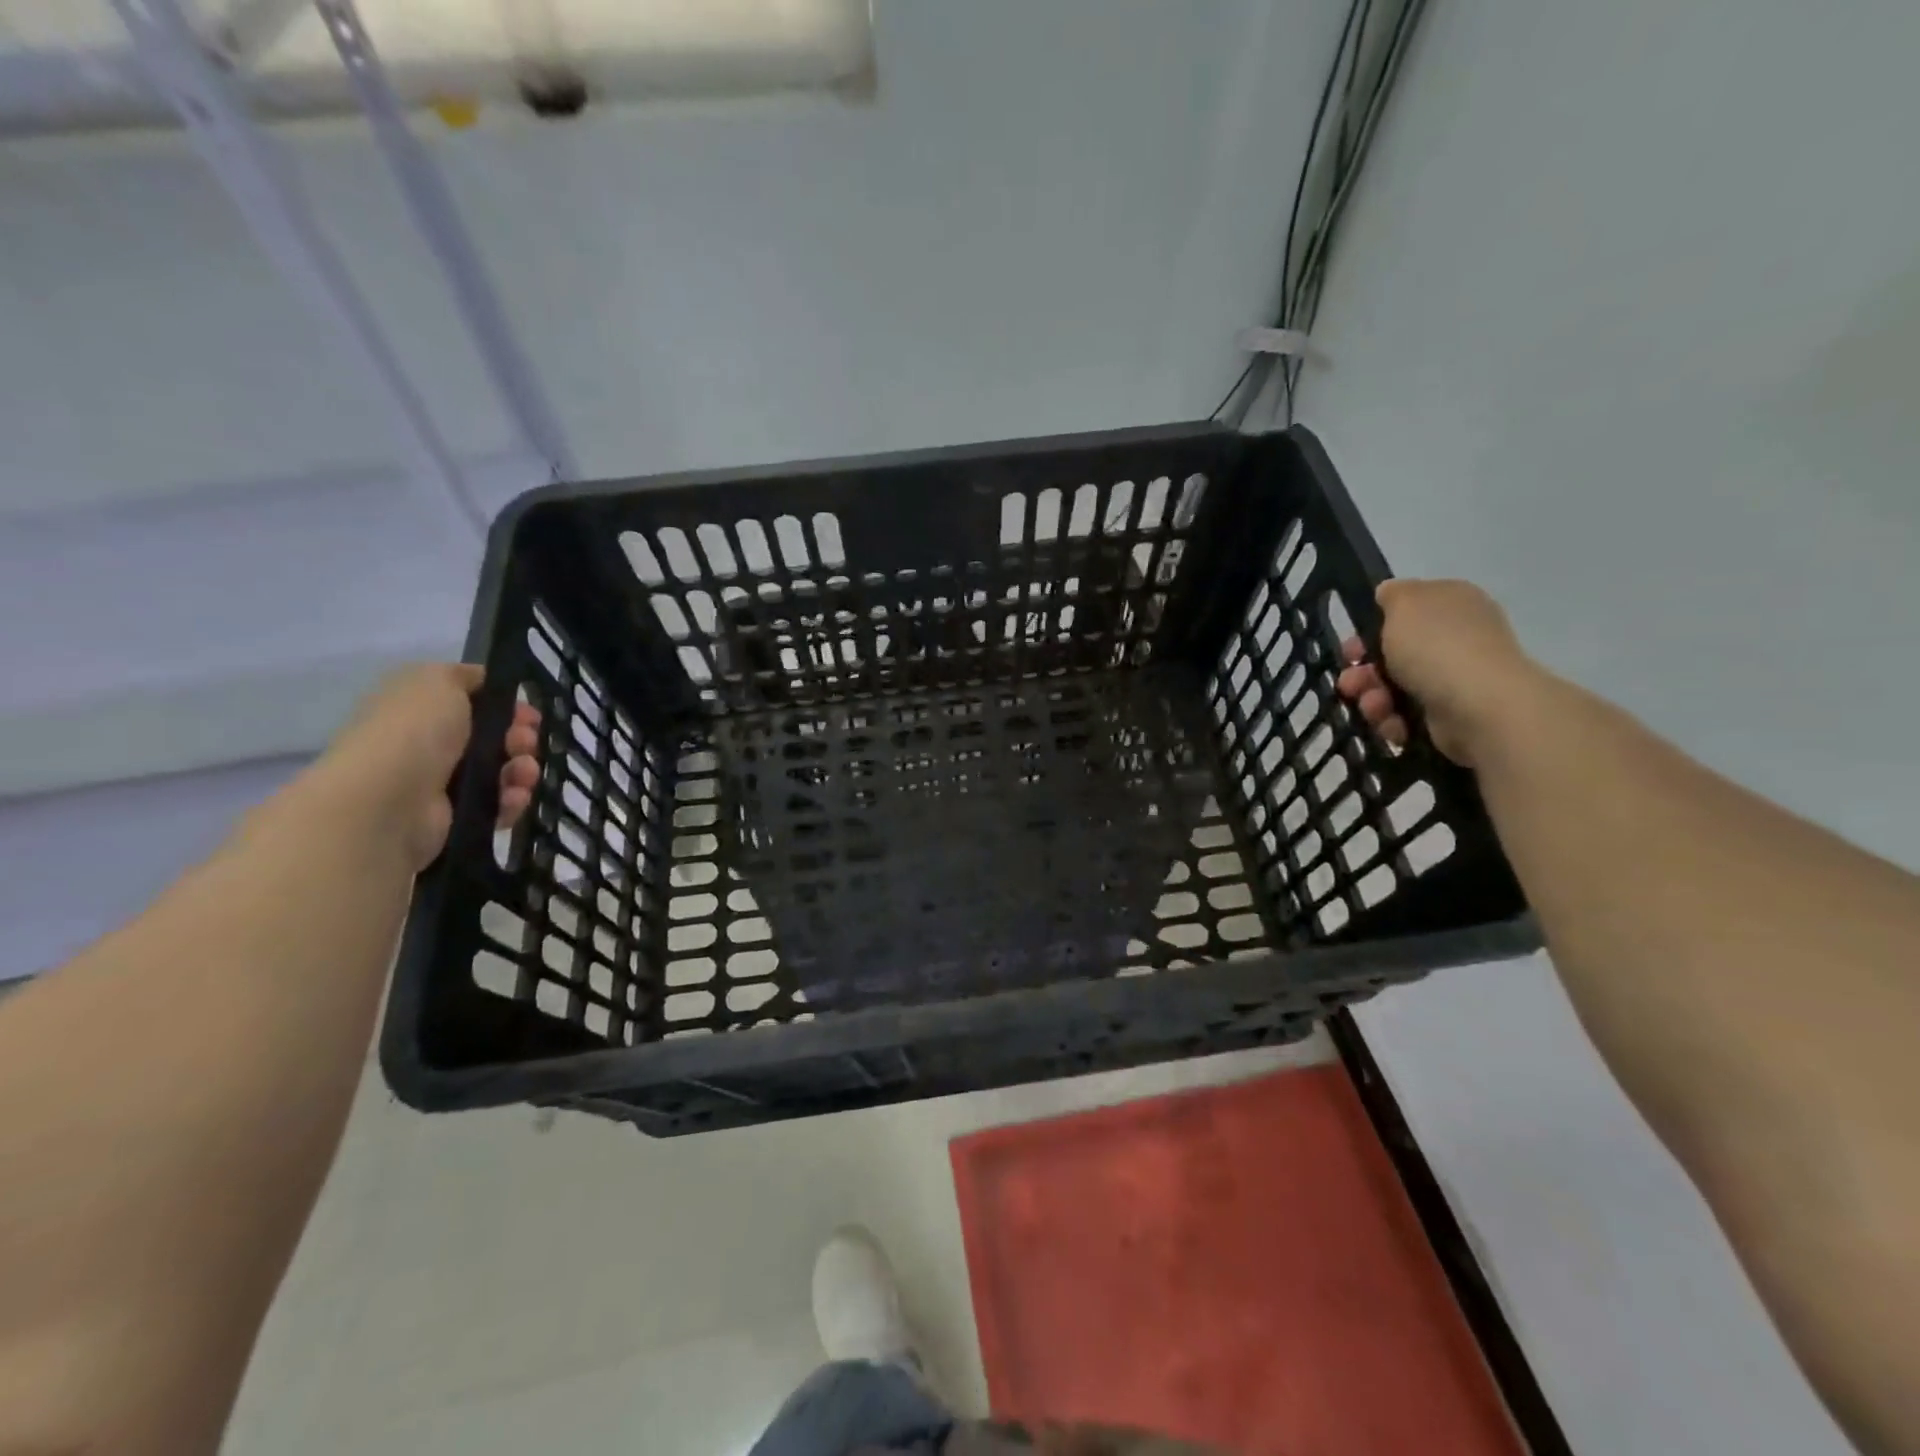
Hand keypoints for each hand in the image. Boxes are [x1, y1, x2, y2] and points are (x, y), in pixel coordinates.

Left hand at [324, 665, 541, 869]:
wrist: (387, 800)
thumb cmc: (414, 731)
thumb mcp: (437, 680)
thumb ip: (466, 676)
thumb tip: (485, 684)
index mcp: (421, 710)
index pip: (475, 704)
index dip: (507, 705)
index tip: (529, 712)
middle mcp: (430, 745)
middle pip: (495, 738)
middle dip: (521, 738)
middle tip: (526, 742)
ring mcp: (442, 784)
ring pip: (502, 772)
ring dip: (522, 770)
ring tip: (523, 774)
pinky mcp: (456, 818)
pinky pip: (498, 805)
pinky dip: (511, 801)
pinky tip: (512, 797)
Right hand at [1335, 579, 1534, 765]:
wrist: (1478, 705)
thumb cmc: (1436, 646)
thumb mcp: (1406, 603)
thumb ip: (1393, 594)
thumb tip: (1389, 594)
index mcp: (1451, 605)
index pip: (1404, 613)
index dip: (1370, 630)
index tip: (1351, 648)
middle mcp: (1456, 639)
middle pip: (1393, 654)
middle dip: (1364, 671)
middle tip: (1349, 684)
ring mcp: (1455, 678)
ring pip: (1395, 688)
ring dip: (1373, 698)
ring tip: (1373, 707)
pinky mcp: (1451, 714)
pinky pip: (1408, 716)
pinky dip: (1394, 720)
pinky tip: (1393, 723)